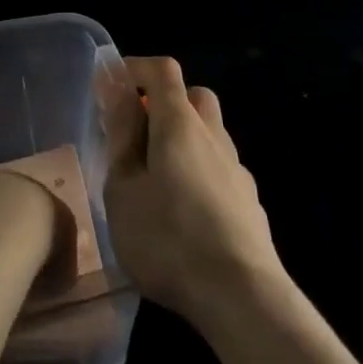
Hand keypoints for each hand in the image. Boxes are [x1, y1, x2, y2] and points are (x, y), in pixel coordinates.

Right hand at [104, 57, 285, 325]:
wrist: (242, 295)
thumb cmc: (169, 238)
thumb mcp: (124, 189)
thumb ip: (122, 137)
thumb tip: (119, 93)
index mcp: (179, 123)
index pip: (163, 70)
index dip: (136, 68)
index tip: (112, 84)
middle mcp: (213, 135)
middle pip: (194, 96)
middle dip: (165, 102)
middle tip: (138, 133)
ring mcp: (237, 168)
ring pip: (210, 134)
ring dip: (185, 141)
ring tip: (157, 180)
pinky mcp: (250, 202)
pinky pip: (221, 169)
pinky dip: (200, 173)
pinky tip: (186, 212)